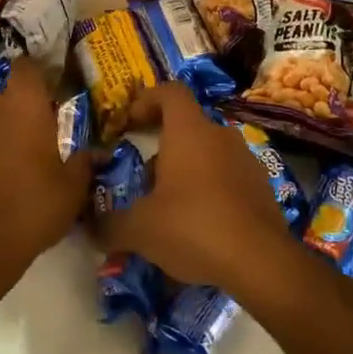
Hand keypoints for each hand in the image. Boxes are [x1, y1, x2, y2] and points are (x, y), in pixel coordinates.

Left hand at [0, 58, 92, 284]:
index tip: (48, 93)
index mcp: (24, 105)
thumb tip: (91, 153)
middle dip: (16, 112)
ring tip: (7, 168)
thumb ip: (82, 163)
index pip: (27, 67)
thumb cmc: (32, 206)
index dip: (37, 76)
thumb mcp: (72, 189)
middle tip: (33, 141)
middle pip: (4, 98)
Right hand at [89, 84, 295, 295]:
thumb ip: (110, 224)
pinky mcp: (261, 186)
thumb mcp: (141, 229)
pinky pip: (227, 177)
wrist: (261, 261)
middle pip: (186, 127)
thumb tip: (91, 227)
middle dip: (162, 149)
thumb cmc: (194, 227)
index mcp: (189, 131)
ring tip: (169, 208)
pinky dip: (209, 191)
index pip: (170, 92)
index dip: (147, 100)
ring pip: (207, 153)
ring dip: (186, 171)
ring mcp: (245, 159)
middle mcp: (219, 135)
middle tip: (144, 180)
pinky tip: (199, 226)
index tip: (129, 122)